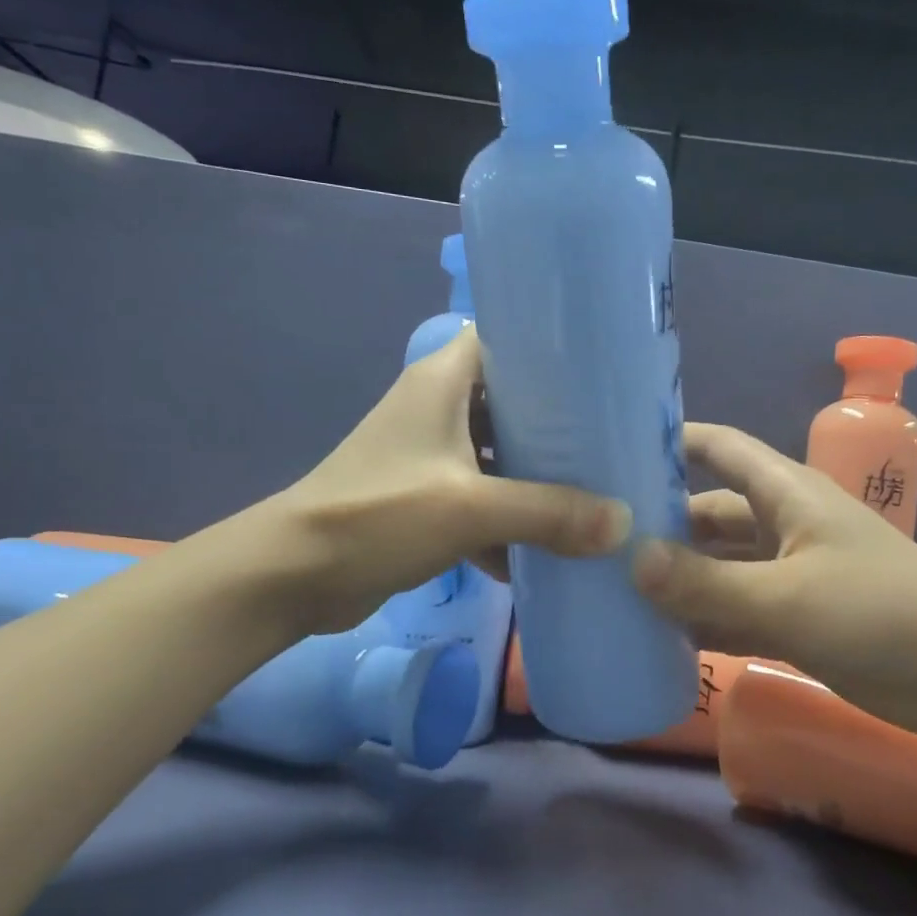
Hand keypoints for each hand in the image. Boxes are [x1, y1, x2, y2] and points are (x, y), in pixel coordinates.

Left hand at [271, 328, 629, 633]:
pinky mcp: (423, 499)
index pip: (504, 339)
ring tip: (593, 494)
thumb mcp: (470, 509)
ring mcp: (429, 456)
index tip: (602, 373)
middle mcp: (437, 408)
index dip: (550, 349)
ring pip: (498, 454)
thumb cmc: (379, 515)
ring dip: (536, 478)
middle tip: (613, 441)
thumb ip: (549, 512)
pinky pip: (480, 500)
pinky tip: (541, 553)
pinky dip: (506, 522)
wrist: (293, 576)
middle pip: (510, 402)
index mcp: (442, 382)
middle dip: (558, 425)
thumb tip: (623, 523)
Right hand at [631, 423, 916, 738]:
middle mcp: (784, 523)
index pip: (720, 448)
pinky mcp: (798, 616)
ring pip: (720, 564)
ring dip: (678, 575)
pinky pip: (737, 607)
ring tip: (614, 588)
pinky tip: (659, 634)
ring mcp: (791, 571)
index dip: (670, 441)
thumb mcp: (786, 598)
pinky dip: (704, 616)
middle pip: (710, 510)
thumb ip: (707, 583)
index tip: (611, 449)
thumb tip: (631, 561)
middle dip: (660, 522)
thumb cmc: (881, 614)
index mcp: (787, 493)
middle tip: (597, 540)